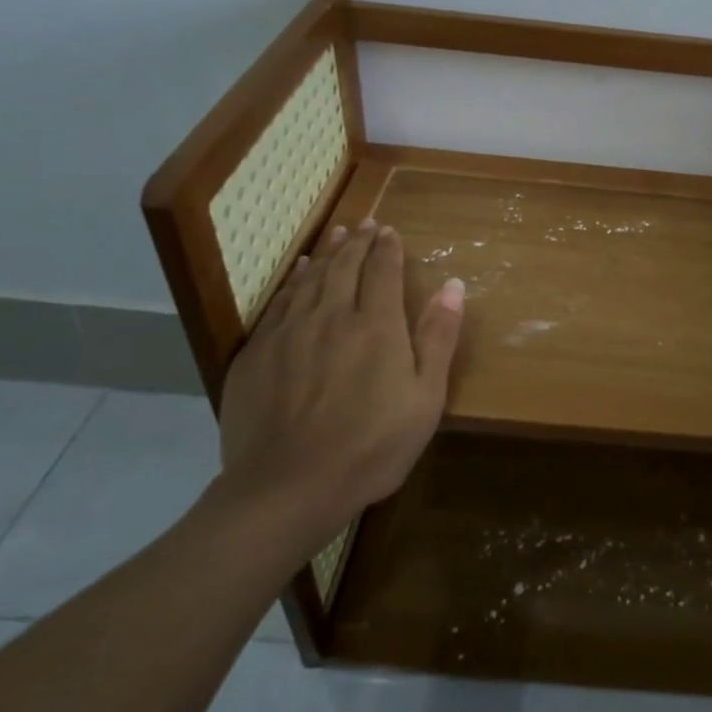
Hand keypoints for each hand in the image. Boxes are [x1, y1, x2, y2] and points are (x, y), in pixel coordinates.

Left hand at [217, 217, 464, 553]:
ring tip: (336, 233)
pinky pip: (279, 301)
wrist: (287, 488)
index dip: (388, 248)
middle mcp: (330, 316)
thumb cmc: (371, 447)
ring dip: (327, 252)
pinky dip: (293, 279)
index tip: (390, 231)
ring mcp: (288, 332)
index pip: (382, 271)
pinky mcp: (257, 353)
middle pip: (345, 266)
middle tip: (365, 224)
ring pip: (311, 278)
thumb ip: (438, 338)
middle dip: (358, 241)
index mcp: (375, 325)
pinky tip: (298, 271)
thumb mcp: (425, 398)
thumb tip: (454, 286)